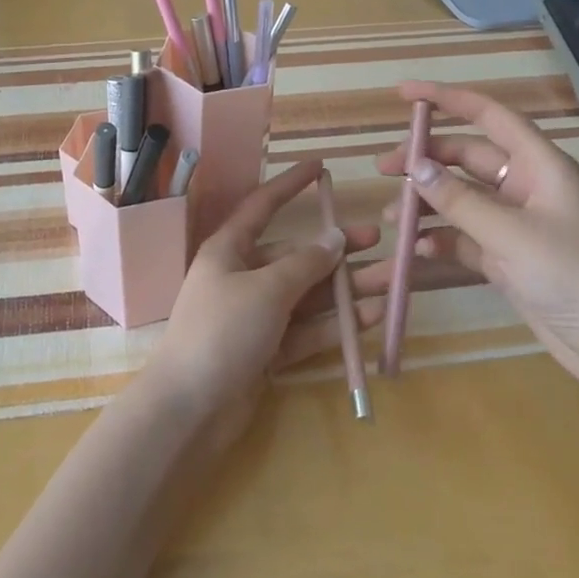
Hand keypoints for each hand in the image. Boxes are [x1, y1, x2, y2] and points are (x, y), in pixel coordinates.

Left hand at [143, 161, 380, 451]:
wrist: (190, 409)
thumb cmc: (222, 332)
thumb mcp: (266, 289)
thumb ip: (304, 264)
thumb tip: (335, 238)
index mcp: (229, 250)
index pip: (262, 206)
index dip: (290, 185)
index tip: (320, 168)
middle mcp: (242, 277)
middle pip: (295, 256)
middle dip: (335, 249)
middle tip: (377, 239)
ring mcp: (255, 316)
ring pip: (307, 295)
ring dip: (345, 289)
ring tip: (389, 281)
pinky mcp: (266, 351)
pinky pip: (305, 329)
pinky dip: (335, 324)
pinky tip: (370, 317)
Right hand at [369, 80, 578, 400]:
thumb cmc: (574, 277)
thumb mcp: (511, 236)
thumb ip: (459, 200)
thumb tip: (415, 166)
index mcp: (540, 166)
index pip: (489, 116)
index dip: (446, 99)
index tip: (403, 93)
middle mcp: (526, 187)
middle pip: (466, 158)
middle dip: (425, 160)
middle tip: (383, 170)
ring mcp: (516, 224)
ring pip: (460, 199)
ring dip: (426, 203)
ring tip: (390, 216)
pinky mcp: (508, 258)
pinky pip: (464, 236)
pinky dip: (439, 239)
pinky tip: (416, 250)